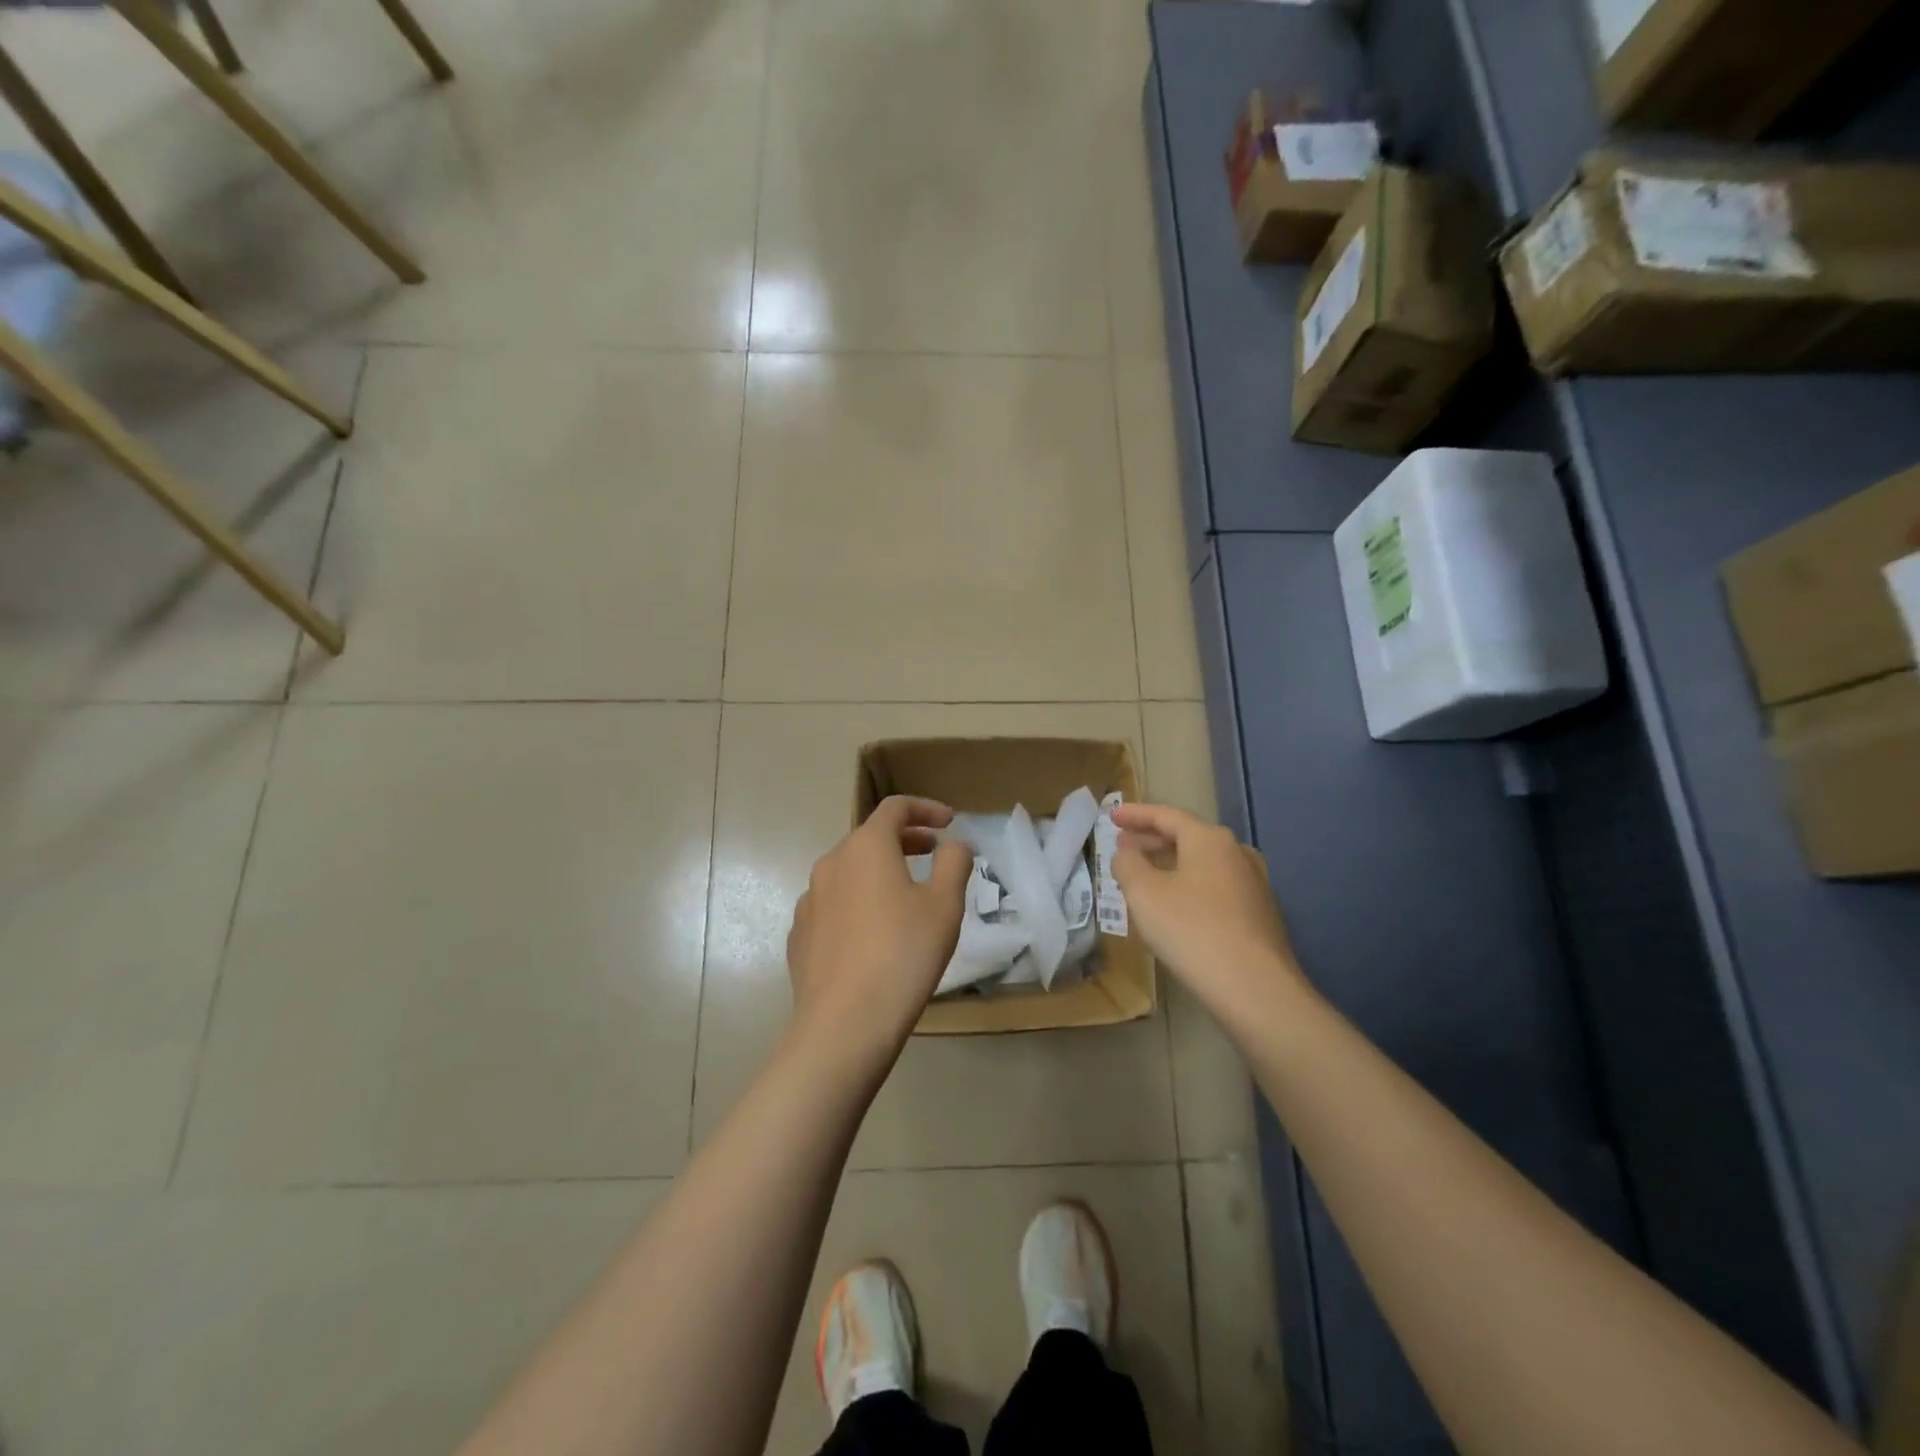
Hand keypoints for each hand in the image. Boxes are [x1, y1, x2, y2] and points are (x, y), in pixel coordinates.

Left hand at [786, 796, 972, 1061]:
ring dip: (879, 872)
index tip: (950, 822)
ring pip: (849, 872)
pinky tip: (874, 933)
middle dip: (905, 839)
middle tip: (933, 852)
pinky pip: (834, 905)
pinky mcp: (800, 935)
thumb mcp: (945, 904)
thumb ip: (954, 863)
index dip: (926, 809)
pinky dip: (858, 902)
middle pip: (870, 837)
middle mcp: (831, 864)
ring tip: (906, 894)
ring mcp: (809, 900)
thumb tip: (955, 844)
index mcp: (866, 847)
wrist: (845, 1023)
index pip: (895, 808)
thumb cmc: (904, 953)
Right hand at [1111, 803, 1303, 1018]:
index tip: (1112, 815)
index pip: (1166, 815)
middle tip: (1124, 845)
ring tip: (1144, 876)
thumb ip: (1128, 864)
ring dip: (1170, 865)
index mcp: (1209, 839)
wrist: (1256, 989)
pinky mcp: (1259, 915)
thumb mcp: (1144, 894)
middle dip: (1152, 840)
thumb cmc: (1192, 931)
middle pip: (1187, 837)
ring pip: (1202, 864)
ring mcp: (1253, 884)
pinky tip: (1174, 907)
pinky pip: (1214, 888)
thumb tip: (1127, 853)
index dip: (1135, 814)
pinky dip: (1188, 886)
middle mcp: (1237, 853)